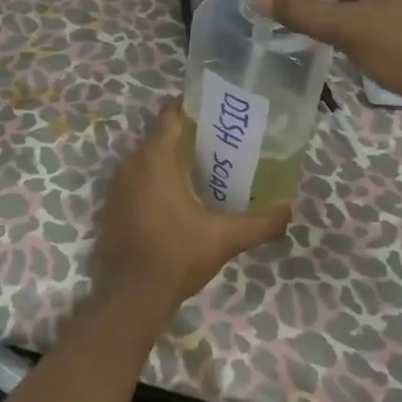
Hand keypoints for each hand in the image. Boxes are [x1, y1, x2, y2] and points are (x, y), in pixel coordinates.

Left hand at [91, 103, 291, 319]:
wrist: (130, 296)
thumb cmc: (177, 255)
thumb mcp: (224, 238)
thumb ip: (260, 222)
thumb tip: (289, 207)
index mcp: (155, 158)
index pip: (170, 114)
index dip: (191, 105)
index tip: (214, 107)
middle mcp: (130, 163)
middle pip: (159, 136)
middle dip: (186, 134)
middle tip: (218, 140)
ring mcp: (116, 185)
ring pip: (146, 158)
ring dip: (169, 158)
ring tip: (201, 166)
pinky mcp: (111, 206)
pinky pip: (135, 179)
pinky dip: (153, 180)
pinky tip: (176, 196)